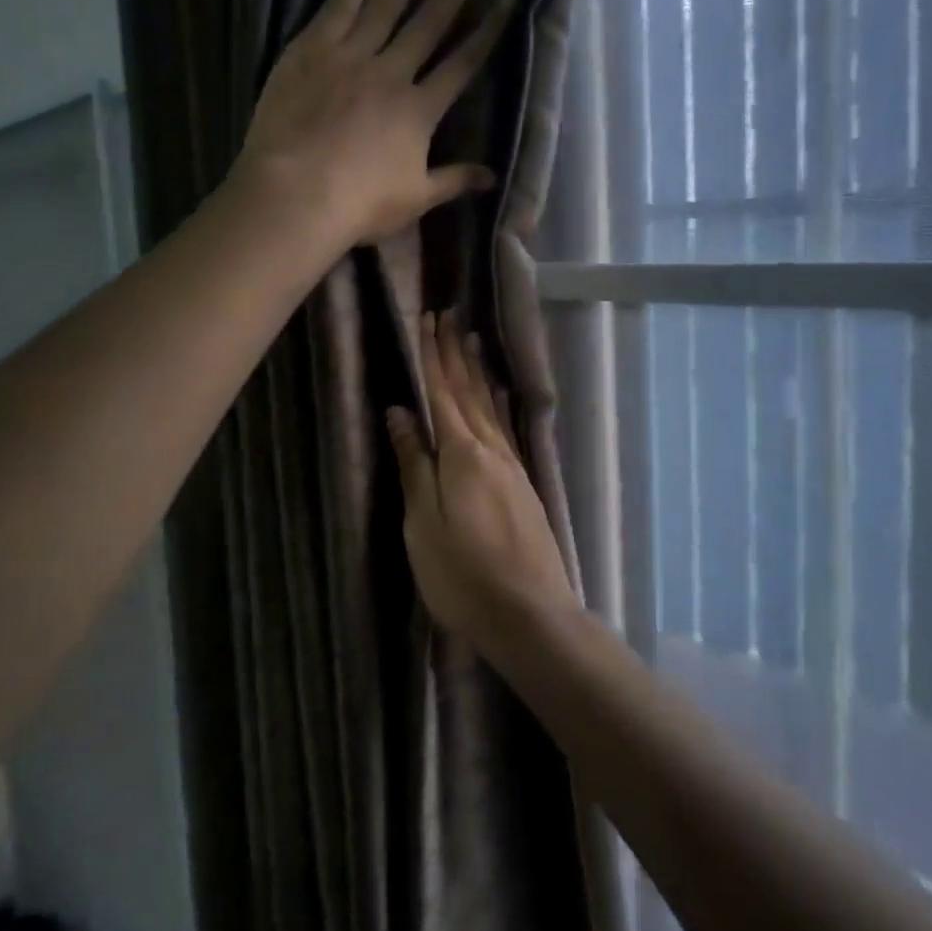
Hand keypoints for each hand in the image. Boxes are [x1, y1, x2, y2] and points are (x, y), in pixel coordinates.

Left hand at [234, 0, 516, 246]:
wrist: (294, 194)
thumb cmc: (358, 204)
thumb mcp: (415, 200)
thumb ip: (454, 181)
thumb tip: (493, 178)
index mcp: (419, 109)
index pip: (463, 61)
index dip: (487, 28)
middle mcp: (391, 72)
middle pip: (430, 21)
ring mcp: (349, 56)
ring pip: (387, 2)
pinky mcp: (309, 50)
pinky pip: (339, 6)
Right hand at [386, 311, 581, 648]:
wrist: (531, 615)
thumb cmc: (463, 575)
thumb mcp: (423, 523)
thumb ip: (414, 465)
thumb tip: (400, 413)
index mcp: (462, 454)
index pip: (442, 393)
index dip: (433, 356)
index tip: (428, 320)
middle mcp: (491, 450)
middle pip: (470, 392)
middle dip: (456, 353)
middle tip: (450, 315)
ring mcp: (512, 467)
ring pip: (491, 406)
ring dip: (478, 371)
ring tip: (473, 340)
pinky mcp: (523, 485)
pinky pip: (505, 427)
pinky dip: (497, 402)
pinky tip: (499, 397)